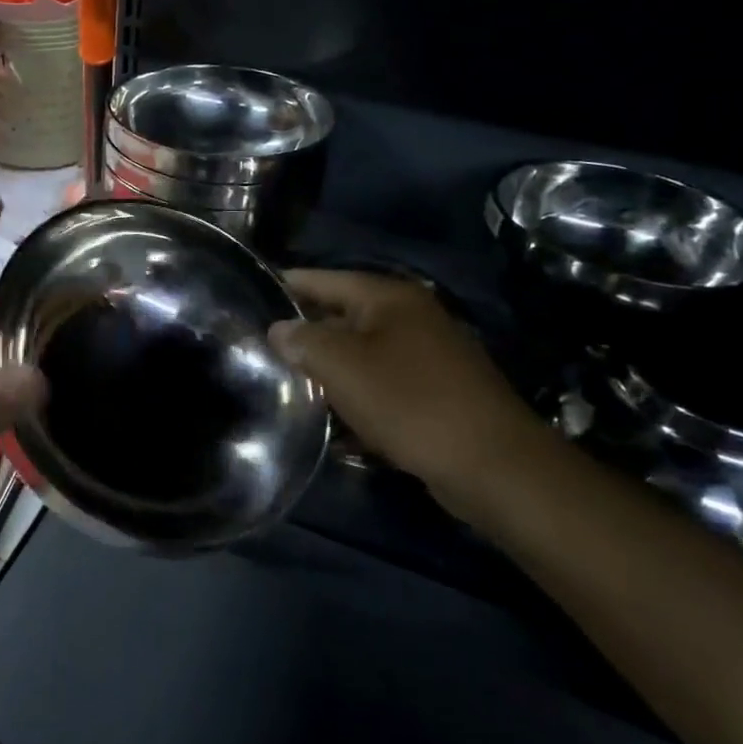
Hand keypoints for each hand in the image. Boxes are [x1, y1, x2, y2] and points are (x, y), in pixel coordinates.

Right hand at [269, 270, 557, 526]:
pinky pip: (381, 385)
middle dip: (304, 333)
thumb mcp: (343, 366)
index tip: (251, 295)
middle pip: (342, 315)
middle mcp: (410, 318)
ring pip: (360, 354)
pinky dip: (355, 397)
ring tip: (286, 383)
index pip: (325, 279)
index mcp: (390, 298)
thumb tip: (279, 329)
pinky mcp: (434, 392)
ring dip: (328, 369)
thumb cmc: (409, 402)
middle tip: (260, 347)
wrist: (491, 465)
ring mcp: (426, 355)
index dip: (287, 286)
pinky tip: (331, 420)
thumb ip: (303, 341)